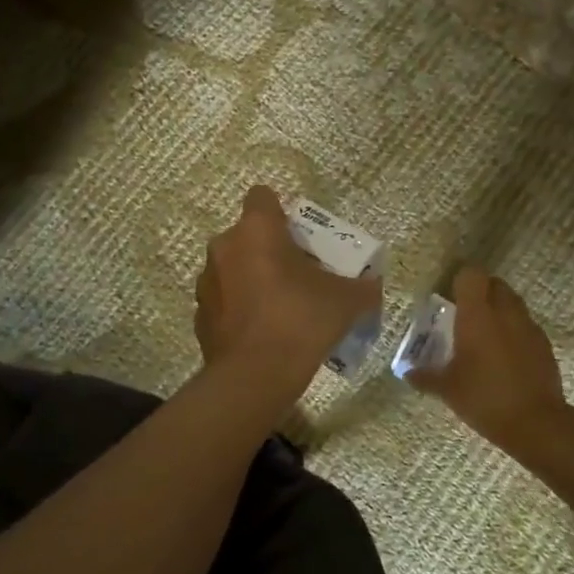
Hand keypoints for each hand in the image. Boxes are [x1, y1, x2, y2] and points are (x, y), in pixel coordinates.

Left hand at [195, 186, 381, 396]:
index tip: (299, 236)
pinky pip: (224, 300)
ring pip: (233, 268)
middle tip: (298, 275)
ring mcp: (207, 282)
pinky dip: (240, 309)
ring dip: (252, 278)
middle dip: (270, 250)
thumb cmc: (300, 321)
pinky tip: (262, 332)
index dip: (281, 212)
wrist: (255, 376)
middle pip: (248, 235)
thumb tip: (373, 286)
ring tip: (280, 307)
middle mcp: (224, 247)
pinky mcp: (200, 315)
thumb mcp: (346, 301)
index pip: (262, 196)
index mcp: (256, 230)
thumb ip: (362, 287)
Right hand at [410, 267, 571, 457]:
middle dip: (481, 292)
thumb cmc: (484, 398)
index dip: (460, 279)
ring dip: (499, 309)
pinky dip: (514, 330)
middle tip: (465, 313)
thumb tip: (408, 373)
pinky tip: (504, 355)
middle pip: (495, 283)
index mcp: (477, 315)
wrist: (535, 423)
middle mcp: (505, 312)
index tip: (450, 294)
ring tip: (484, 334)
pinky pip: (526, 325)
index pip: (471, 275)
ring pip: (513, 303)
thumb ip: (425, 376)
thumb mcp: (448, 389)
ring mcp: (528, 327)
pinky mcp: (544, 344)